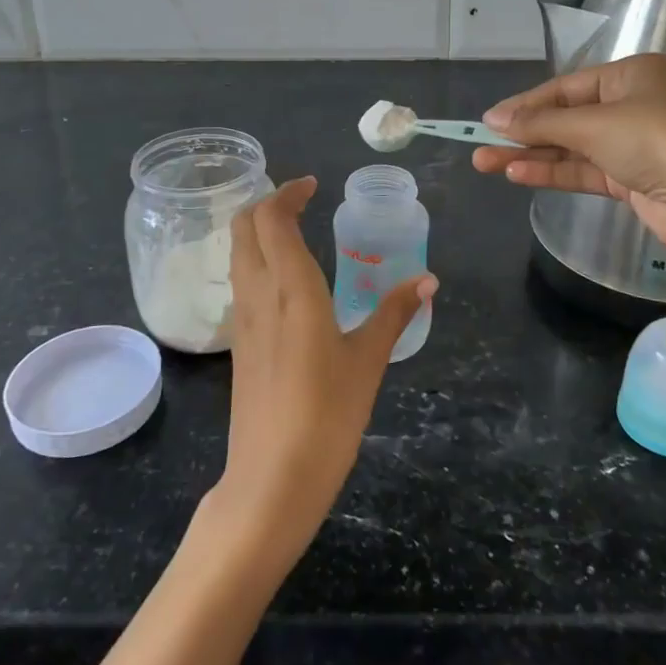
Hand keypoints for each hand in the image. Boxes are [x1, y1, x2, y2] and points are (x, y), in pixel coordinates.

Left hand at [215, 178, 435, 563]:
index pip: (271, 217)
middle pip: (244, 226)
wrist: (272, 479)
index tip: (313, 185)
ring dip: (259, 230)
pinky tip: (288, 280)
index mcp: (290, 286)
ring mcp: (242, 319)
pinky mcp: (239, 343)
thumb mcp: (369, 360)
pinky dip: (258, 260)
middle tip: (301, 201)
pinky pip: (241, 281)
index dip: (288, 192)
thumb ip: (395, 313)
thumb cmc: (328, 414)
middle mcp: (258, 293)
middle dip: (267, 202)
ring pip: (238, 253)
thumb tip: (427, 279)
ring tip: (295, 231)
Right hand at [471, 54, 665, 260]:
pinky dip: (552, 172)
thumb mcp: (594, 124)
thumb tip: (493, 120)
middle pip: (565, 118)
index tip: (489, 120)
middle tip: (480, 145)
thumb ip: (541, 123)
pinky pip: (583, 170)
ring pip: (570, 147)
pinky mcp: (631, 180)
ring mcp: (632, 145)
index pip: (565, 87)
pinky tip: (518, 174)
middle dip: (523, 133)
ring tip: (486, 163)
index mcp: (631, 75)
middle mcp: (632, 105)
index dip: (525, 104)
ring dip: (531, 155)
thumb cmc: (656, 140)